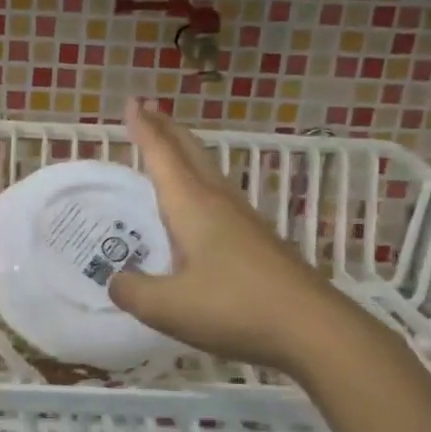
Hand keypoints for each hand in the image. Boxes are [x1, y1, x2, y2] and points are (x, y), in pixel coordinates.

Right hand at [108, 99, 369, 376]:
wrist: (313, 329)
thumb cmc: (234, 307)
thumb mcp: (167, 306)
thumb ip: (133, 291)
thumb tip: (116, 280)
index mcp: (192, 205)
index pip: (162, 155)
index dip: (144, 129)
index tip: (131, 102)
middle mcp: (218, 202)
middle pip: (191, 153)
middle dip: (167, 129)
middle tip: (148, 109)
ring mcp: (244, 220)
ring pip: (209, 172)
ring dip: (186, 153)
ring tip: (170, 148)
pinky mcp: (259, 241)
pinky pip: (220, 196)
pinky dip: (200, 183)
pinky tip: (199, 206)